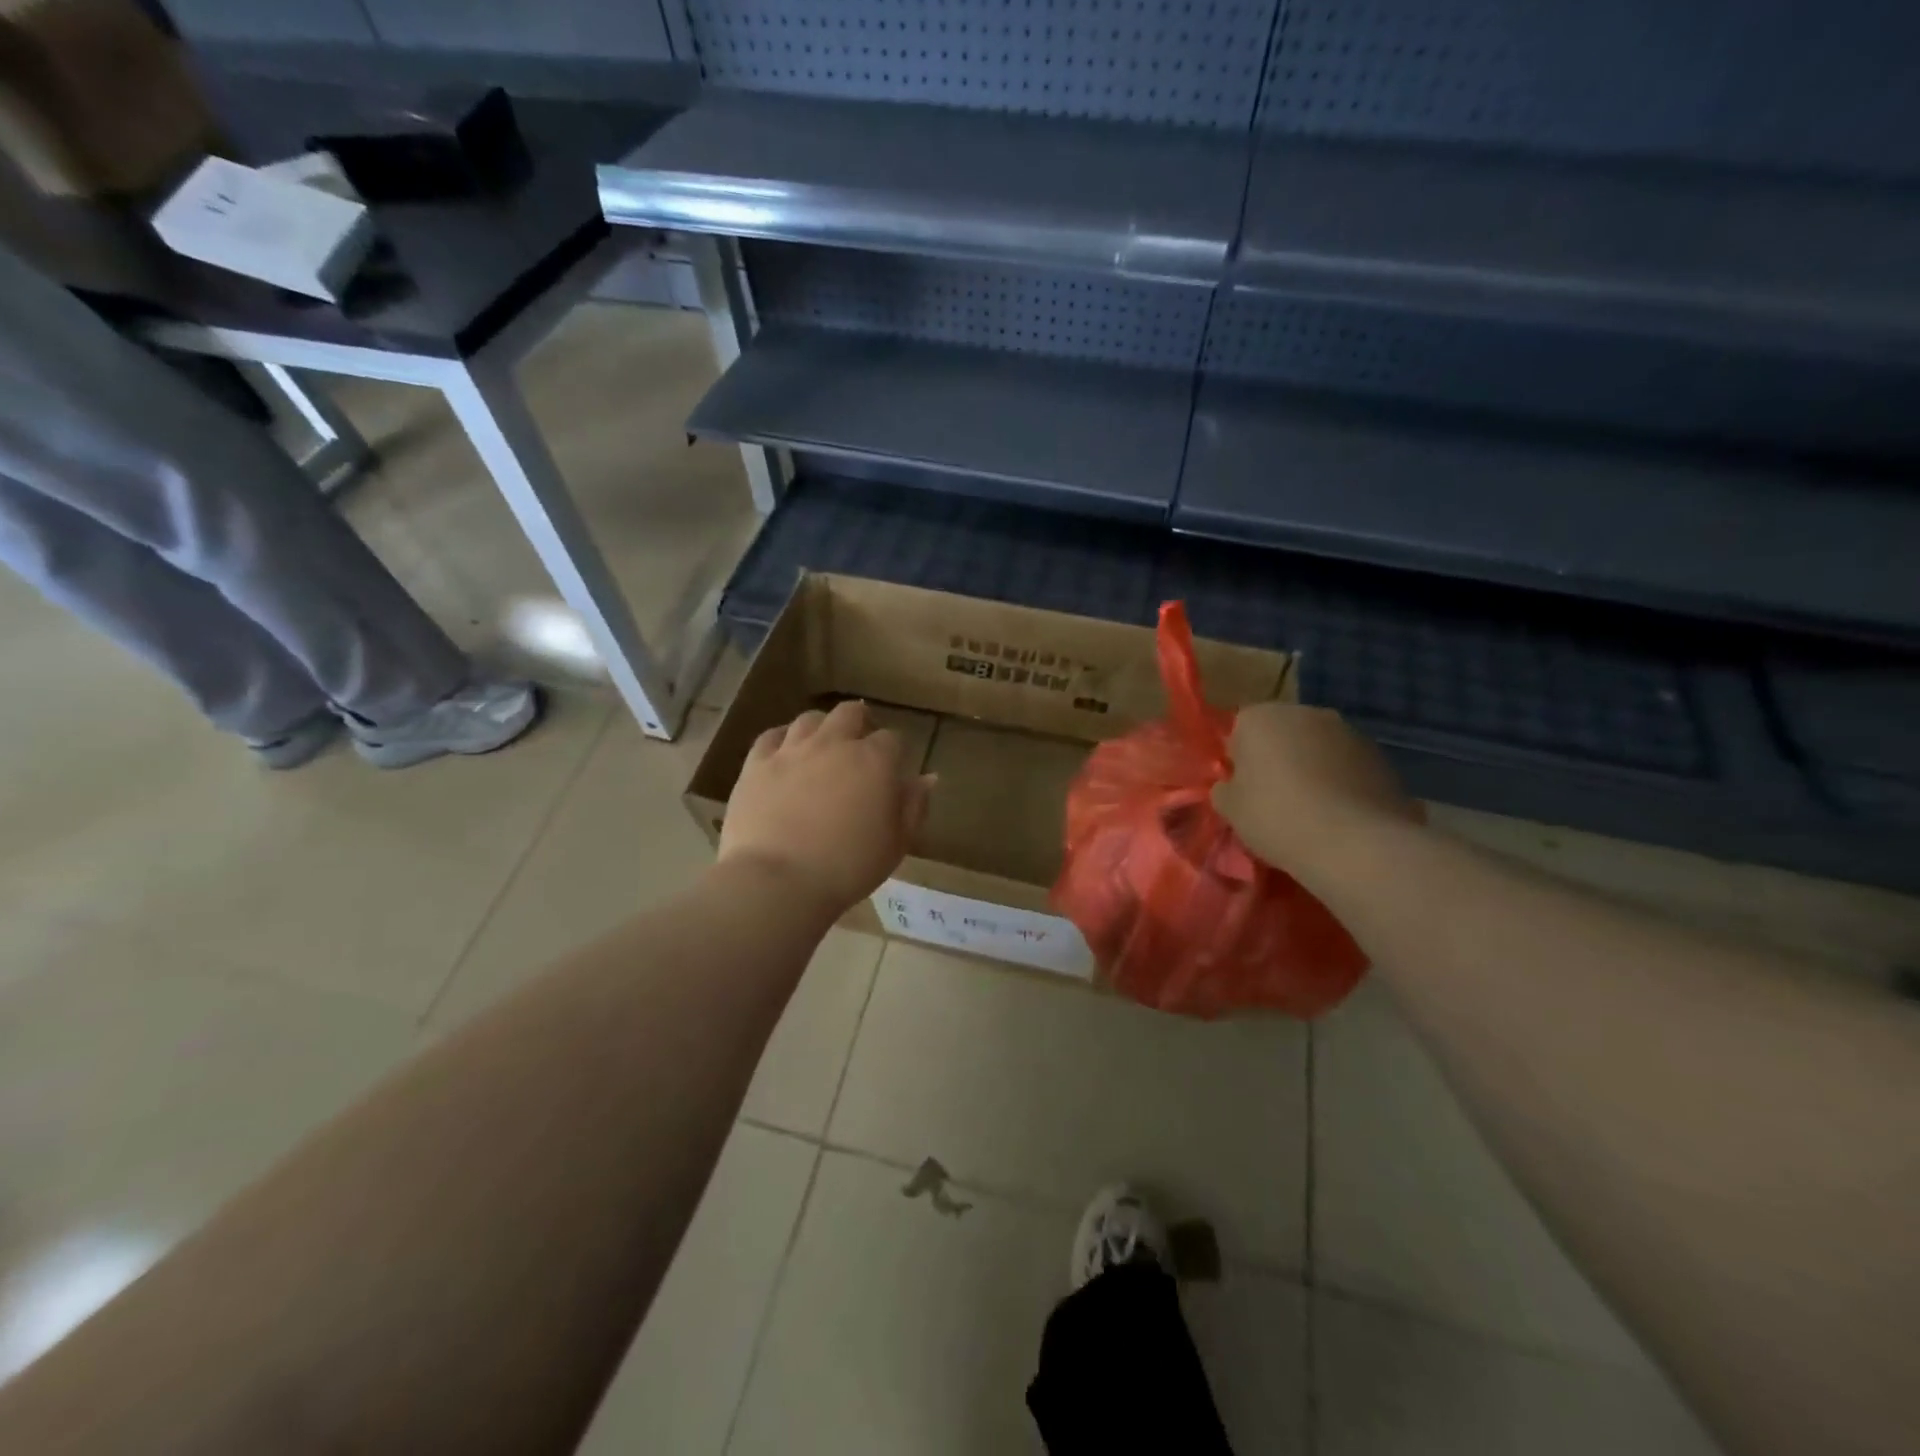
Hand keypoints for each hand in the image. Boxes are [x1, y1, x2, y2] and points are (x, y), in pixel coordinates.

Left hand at [719, 700, 932, 916]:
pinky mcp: (756, 763)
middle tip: (859, 746)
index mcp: (874, 761)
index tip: (892, 771)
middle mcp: (834, 744)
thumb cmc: (848, 868)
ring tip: (822, 747)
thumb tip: (927, 777)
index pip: (892, 739)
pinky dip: (782, 740)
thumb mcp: (896, 844)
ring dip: (822, 728)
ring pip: (810, 719)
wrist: (778, 880)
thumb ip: (914, 806)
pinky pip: (771, 736)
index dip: (894, 752)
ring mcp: (792, 750)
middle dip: (860, 722)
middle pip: (850, 713)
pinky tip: (784, 754)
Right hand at [1212, 702, 1421, 876]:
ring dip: (1311, 768)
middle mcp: (1305, 712)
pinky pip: (1347, 765)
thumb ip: (1225, 790)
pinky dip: (1340, 782)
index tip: (1243, 789)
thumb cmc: (1277, 817)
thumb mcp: (1230, 809)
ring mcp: (1347, 731)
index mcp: (1260, 717)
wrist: (1356, 843)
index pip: (1239, 729)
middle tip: (1274, 798)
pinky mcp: (1380, 755)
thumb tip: (1231, 786)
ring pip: (1317, 747)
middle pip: (1281, 733)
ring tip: (1311, 810)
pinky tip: (1339, 815)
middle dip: (1277, 758)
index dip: (1239, 759)